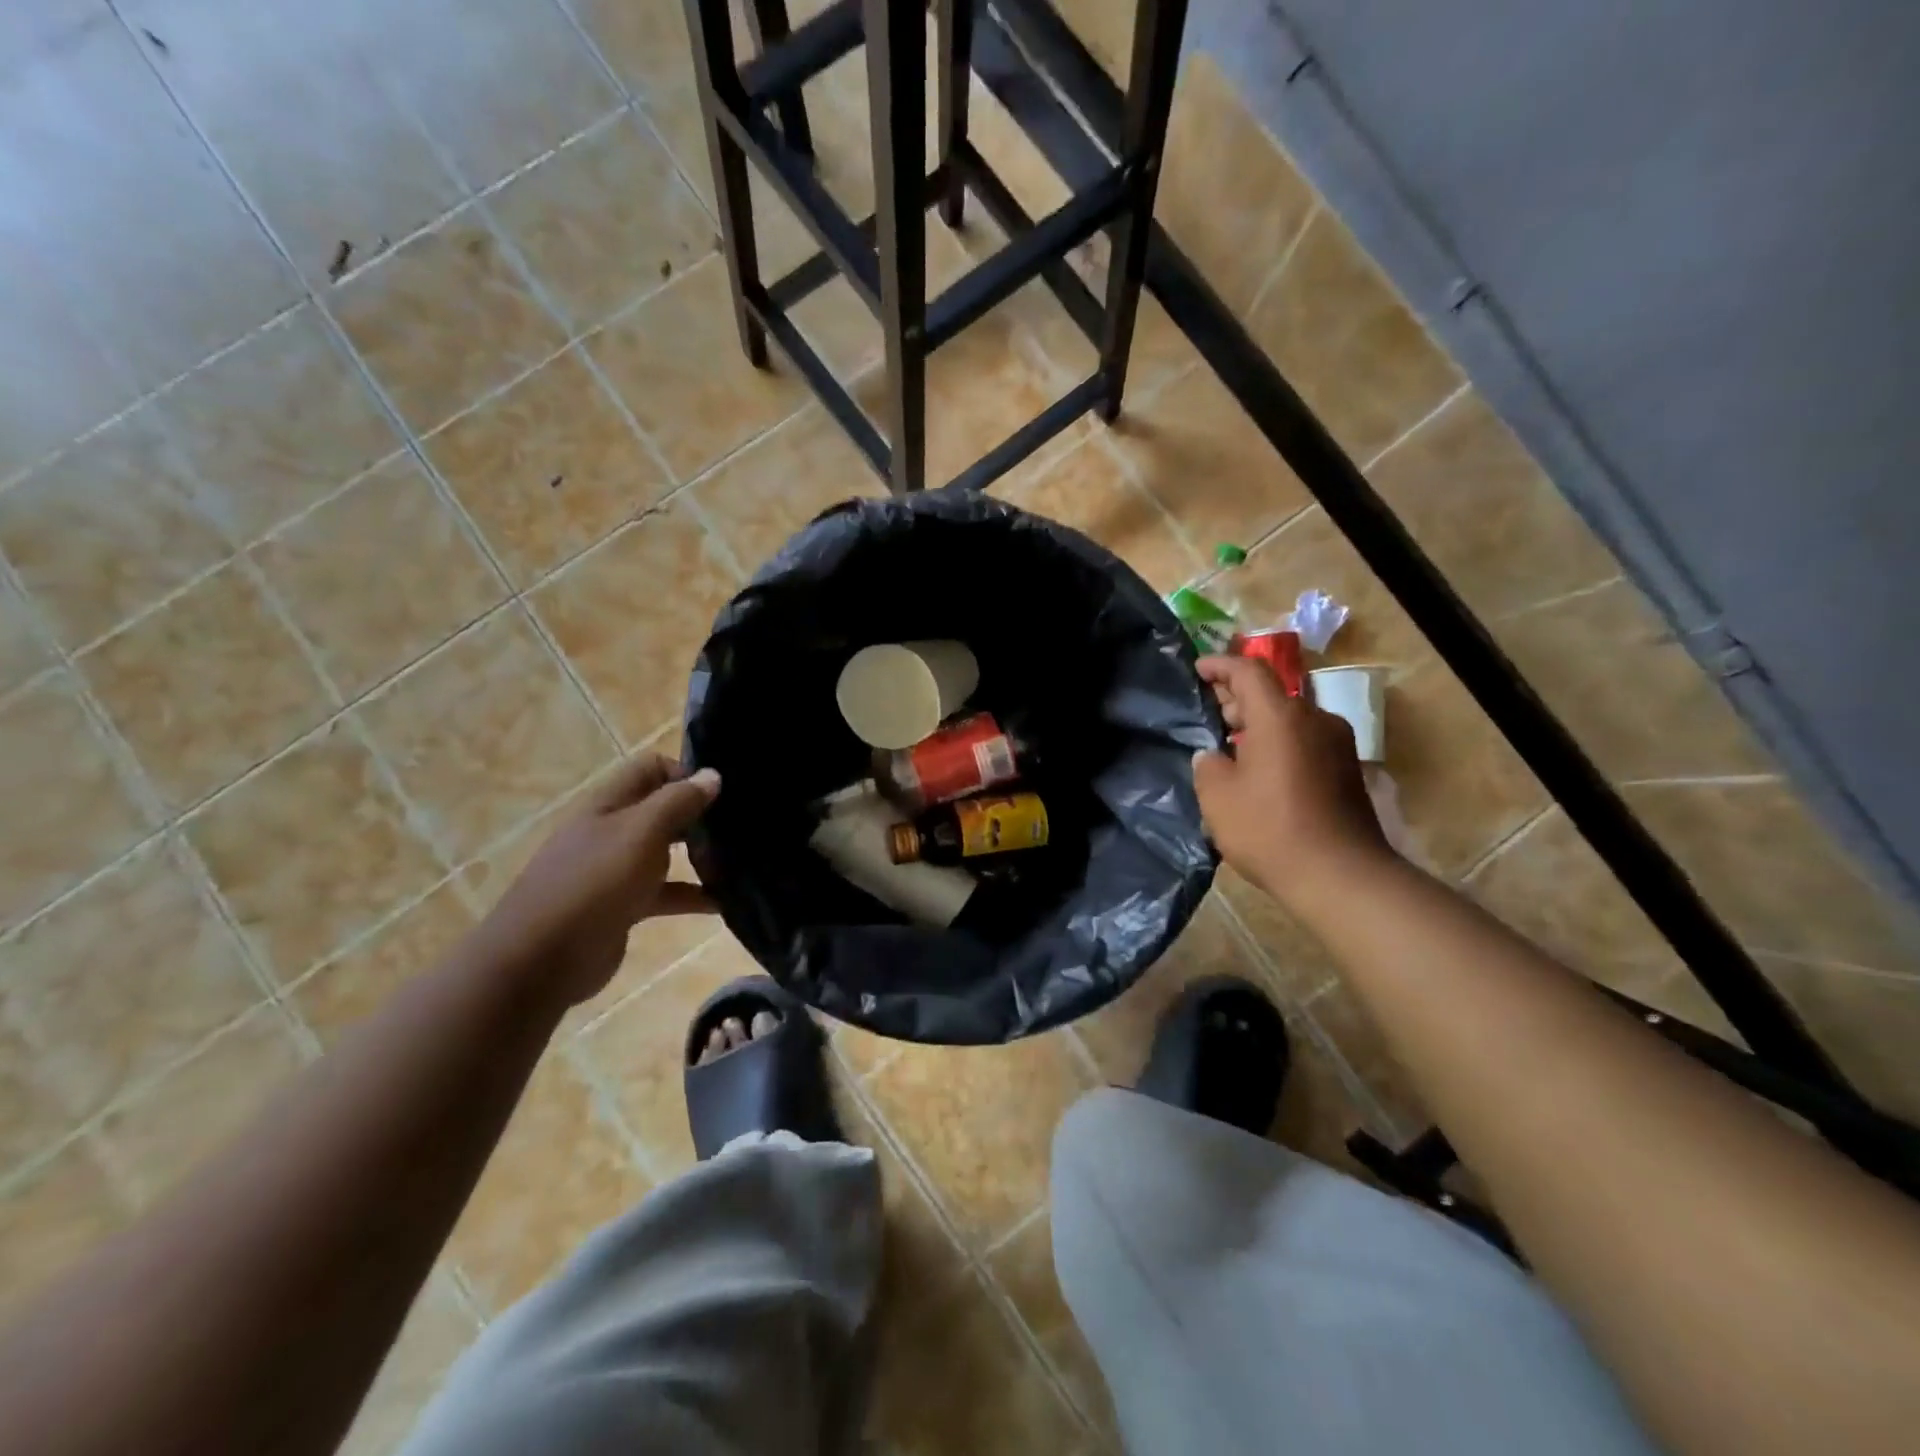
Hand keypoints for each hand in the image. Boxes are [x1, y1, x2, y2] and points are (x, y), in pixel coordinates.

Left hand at [479, 754, 720, 1007]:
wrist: (541, 959)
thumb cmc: (594, 883)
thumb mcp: (641, 832)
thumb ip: (678, 801)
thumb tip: (713, 774)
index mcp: (609, 803)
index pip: (652, 768)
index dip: (686, 773)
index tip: (721, 794)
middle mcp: (612, 830)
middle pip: (662, 810)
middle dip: (699, 815)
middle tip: (737, 828)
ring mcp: (616, 870)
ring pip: (666, 852)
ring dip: (699, 856)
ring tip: (738, 864)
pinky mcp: (623, 906)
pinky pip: (665, 893)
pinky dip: (692, 895)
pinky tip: (722, 903)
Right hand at [1193, 655, 1392, 901]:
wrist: (1340, 875)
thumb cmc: (1270, 829)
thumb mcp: (1218, 797)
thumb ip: (1208, 765)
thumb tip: (1212, 755)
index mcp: (1280, 716)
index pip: (1248, 671)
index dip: (1220, 665)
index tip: (1197, 669)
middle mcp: (1314, 719)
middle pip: (1271, 693)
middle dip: (1237, 696)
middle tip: (1208, 710)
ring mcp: (1336, 744)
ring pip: (1289, 718)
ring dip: (1258, 723)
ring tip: (1228, 742)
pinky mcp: (1346, 769)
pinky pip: (1304, 740)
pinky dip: (1278, 742)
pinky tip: (1257, 768)